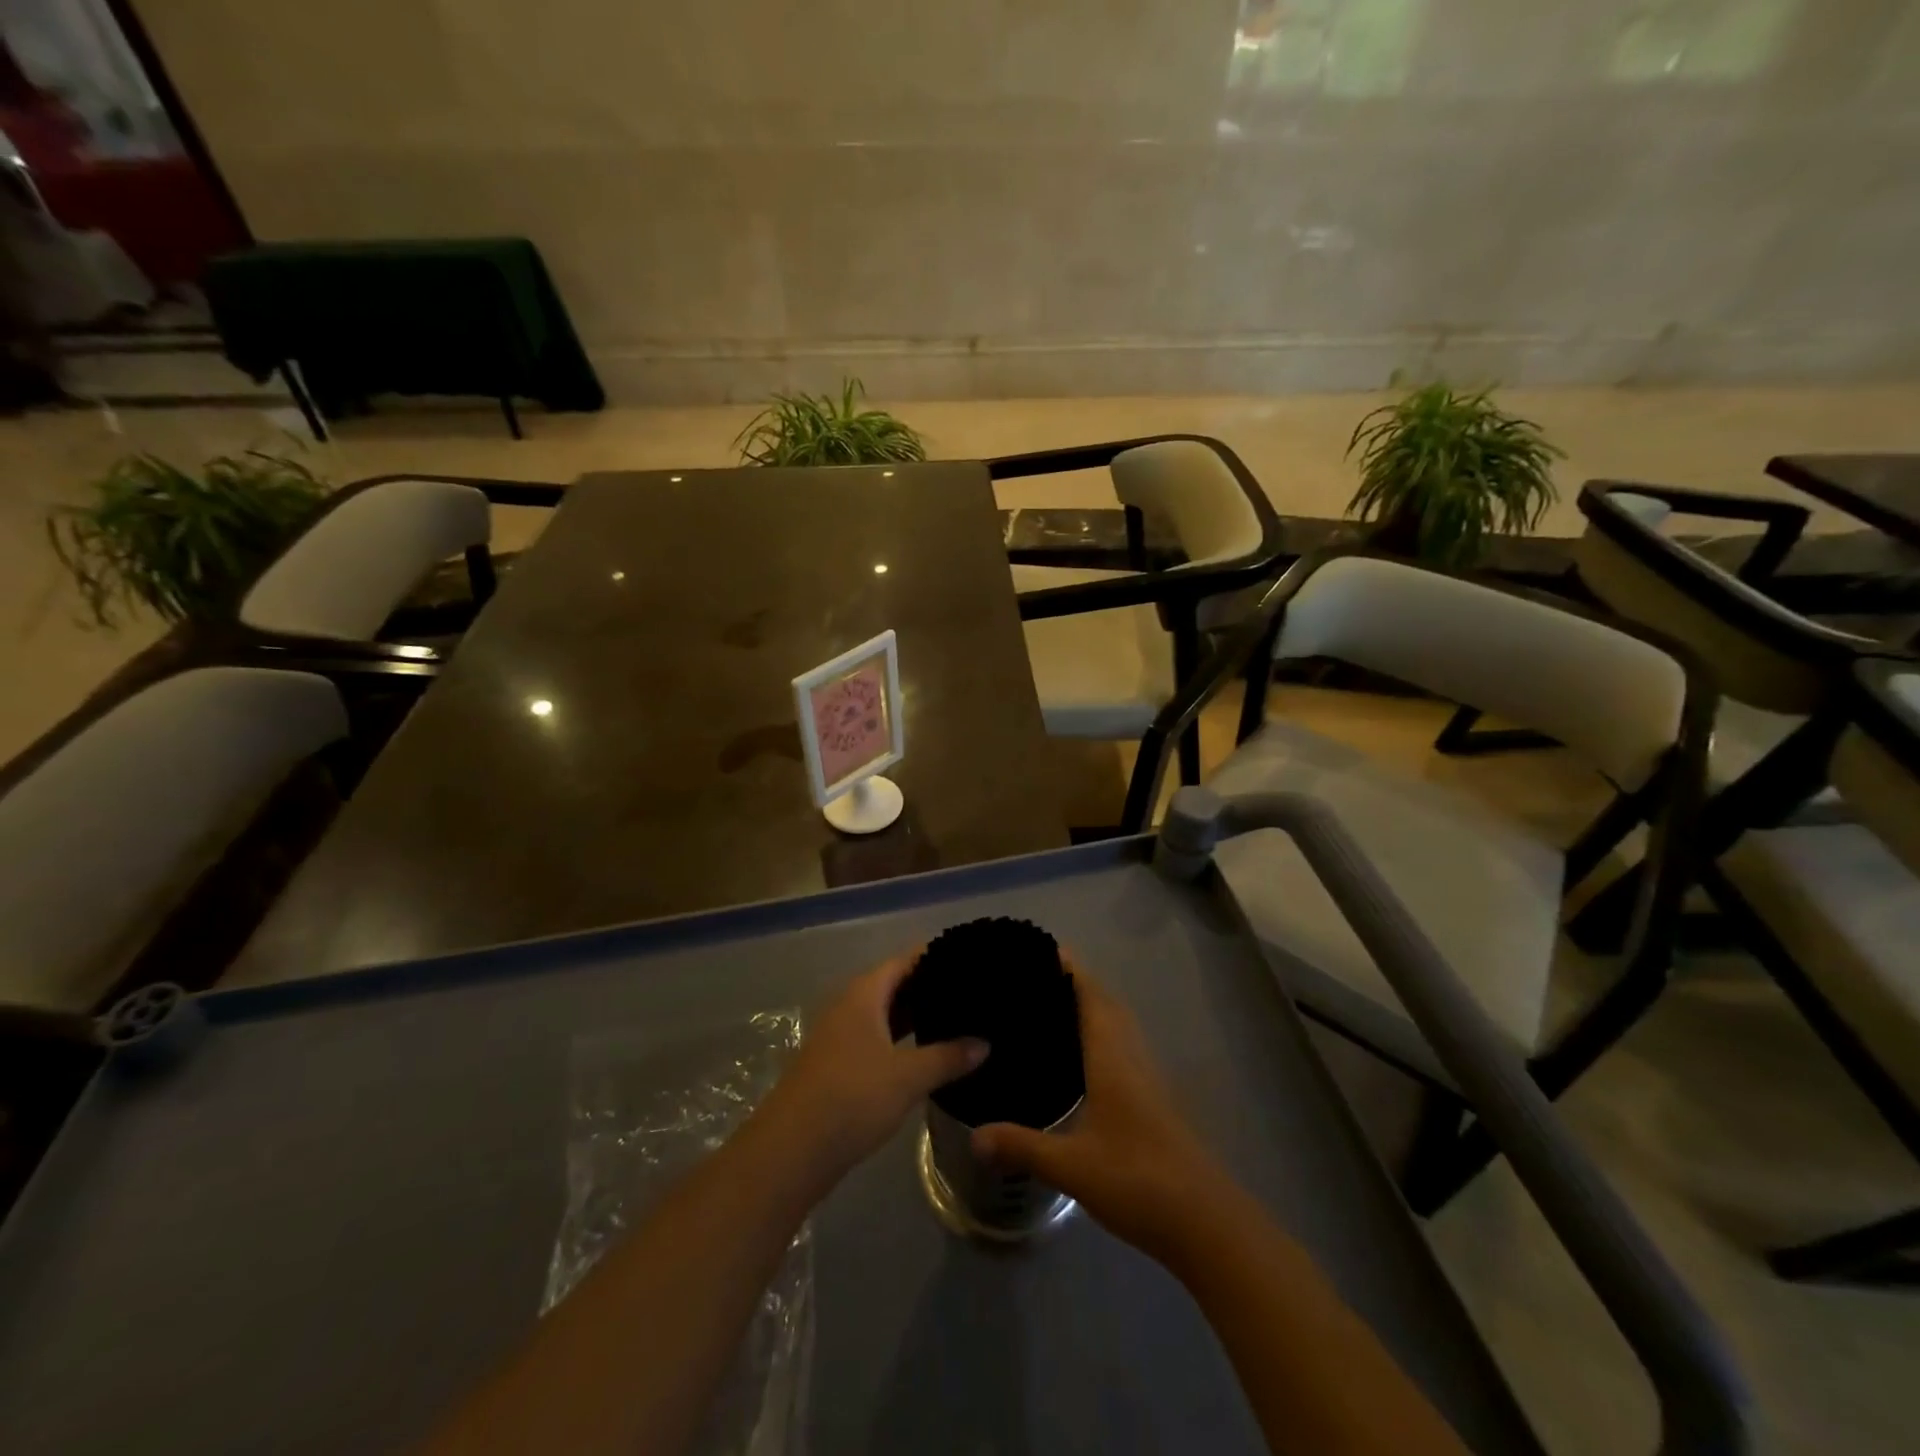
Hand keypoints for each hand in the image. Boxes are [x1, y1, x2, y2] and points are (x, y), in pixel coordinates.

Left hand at [759, 952, 986, 1187]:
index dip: (936, 956)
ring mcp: (841, 1036)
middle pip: (895, 984)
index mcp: (864, 994)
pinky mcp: (839, 1065)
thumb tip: (985, 1043)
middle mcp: (850, 1006)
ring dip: (917, 1017)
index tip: (971, 958)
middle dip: (931, 987)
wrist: (791, 1151)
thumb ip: (949, 1056)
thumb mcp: (908, 1077)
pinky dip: (903, 1040)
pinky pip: (879, 1038)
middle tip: (973, 992)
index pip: (906, 960)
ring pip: (887, 1014)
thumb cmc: (852, 1098)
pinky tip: (928, 1054)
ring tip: (959, 1019)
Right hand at [972, 957, 1223, 1260]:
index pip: (1090, 993)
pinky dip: (1101, 1034)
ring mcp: (1148, 1077)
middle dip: (1074, 982)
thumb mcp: (1072, 1166)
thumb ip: (1022, 1146)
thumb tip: (973, 1136)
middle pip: (1105, 1002)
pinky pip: (1123, 1046)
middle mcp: (1132, 1055)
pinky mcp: (1155, 1098)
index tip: (1037, 949)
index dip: (1068, 967)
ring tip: (1049, 1009)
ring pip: (1118, 1024)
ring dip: (1090, 1006)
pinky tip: (1080, 1059)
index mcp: (1112, 1055)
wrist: (1206, 1222)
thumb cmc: (1138, 1180)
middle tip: (1032, 978)